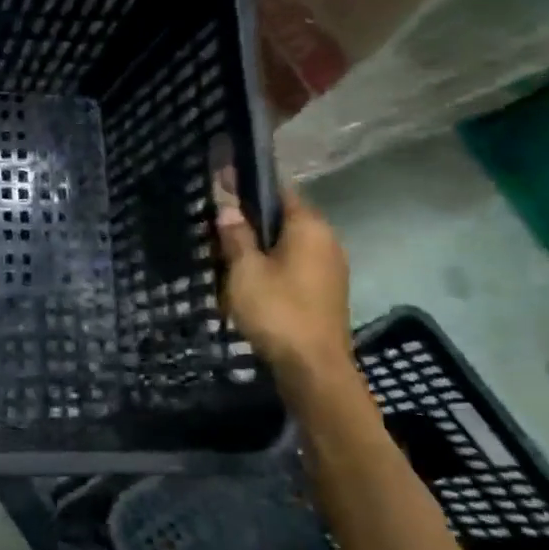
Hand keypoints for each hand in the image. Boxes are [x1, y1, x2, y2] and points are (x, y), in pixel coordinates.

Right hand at [215, 174, 353, 380]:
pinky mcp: (326, 292)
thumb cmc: (277, 311)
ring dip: (261, 244)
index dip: (249, 184)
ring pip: (289, 244)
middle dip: (253, 218)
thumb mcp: (245, 270)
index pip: (279, 190)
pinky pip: (295, 265)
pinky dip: (273, 264)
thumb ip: (236, 236)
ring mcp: (330, 268)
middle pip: (285, 217)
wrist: (314, 369)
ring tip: (227, 253)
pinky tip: (250, 279)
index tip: (222, 180)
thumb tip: (228, 209)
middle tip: (218, 223)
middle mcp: (327, 240)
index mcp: (309, 227)